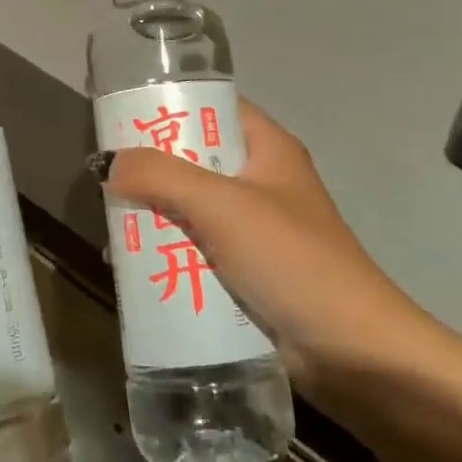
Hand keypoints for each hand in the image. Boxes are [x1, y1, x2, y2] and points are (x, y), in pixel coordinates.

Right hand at [95, 98, 425, 380]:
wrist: (355, 354)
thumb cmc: (292, 260)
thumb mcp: (223, 207)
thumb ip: (163, 177)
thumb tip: (109, 162)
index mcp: (268, 149)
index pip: (213, 108)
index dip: (171, 107)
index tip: (121, 118)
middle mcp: (262, 182)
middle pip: (196, 160)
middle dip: (152, 169)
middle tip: (106, 178)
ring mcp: (257, 230)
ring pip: (193, 209)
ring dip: (156, 215)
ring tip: (111, 224)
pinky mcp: (251, 272)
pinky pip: (200, 250)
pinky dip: (170, 253)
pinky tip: (135, 265)